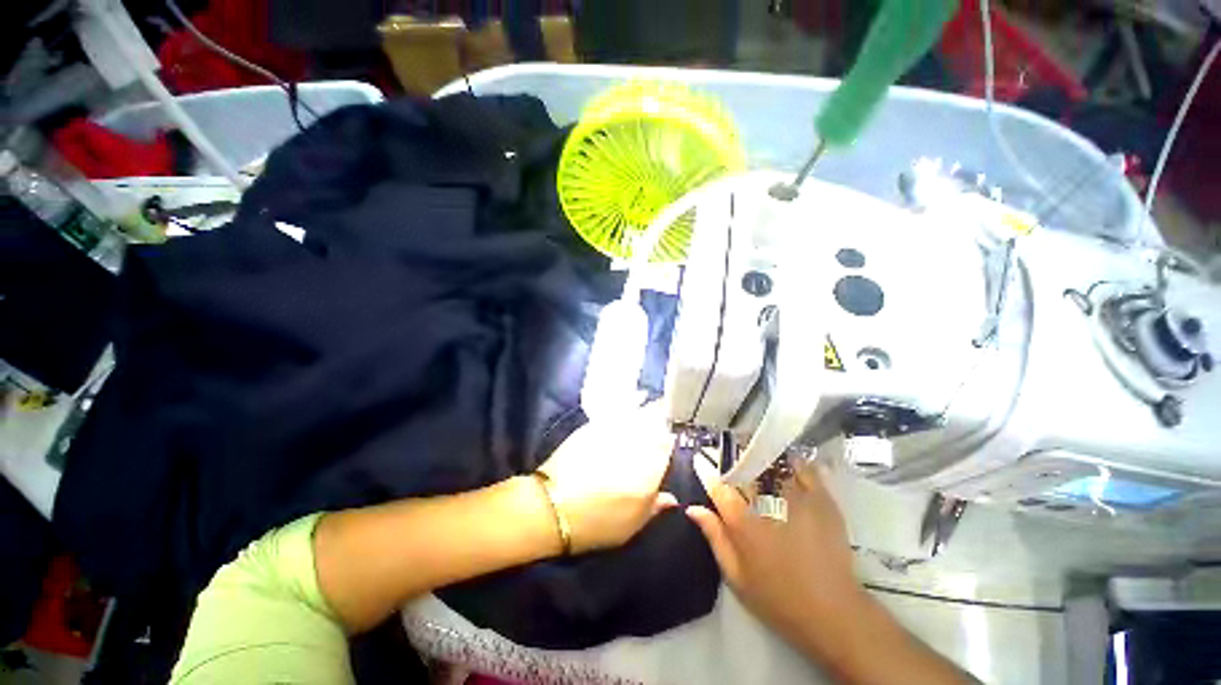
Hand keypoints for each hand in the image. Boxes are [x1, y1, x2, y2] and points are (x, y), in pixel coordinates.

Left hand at [537, 403, 676, 553]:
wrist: (552, 506)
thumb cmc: (596, 522)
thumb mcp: (631, 525)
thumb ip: (655, 507)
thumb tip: (672, 497)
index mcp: (649, 471)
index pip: (668, 447)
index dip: (673, 440)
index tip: (675, 437)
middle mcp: (636, 446)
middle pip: (658, 425)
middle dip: (667, 418)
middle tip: (672, 414)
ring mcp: (616, 432)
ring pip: (642, 413)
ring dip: (654, 406)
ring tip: (661, 402)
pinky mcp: (598, 424)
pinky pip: (622, 407)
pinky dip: (634, 399)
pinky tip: (639, 396)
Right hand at [685, 459, 863, 639]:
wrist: (833, 612)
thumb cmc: (778, 598)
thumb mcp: (736, 576)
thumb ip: (714, 537)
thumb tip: (693, 508)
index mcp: (742, 521)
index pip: (718, 487)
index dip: (707, 472)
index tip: (700, 460)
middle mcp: (766, 503)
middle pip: (744, 471)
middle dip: (733, 463)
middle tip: (729, 461)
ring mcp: (796, 498)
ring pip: (772, 465)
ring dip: (760, 459)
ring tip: (755, 456)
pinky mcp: (821, 500)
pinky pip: (804, 469)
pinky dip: (793, 463)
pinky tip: (787, 463)